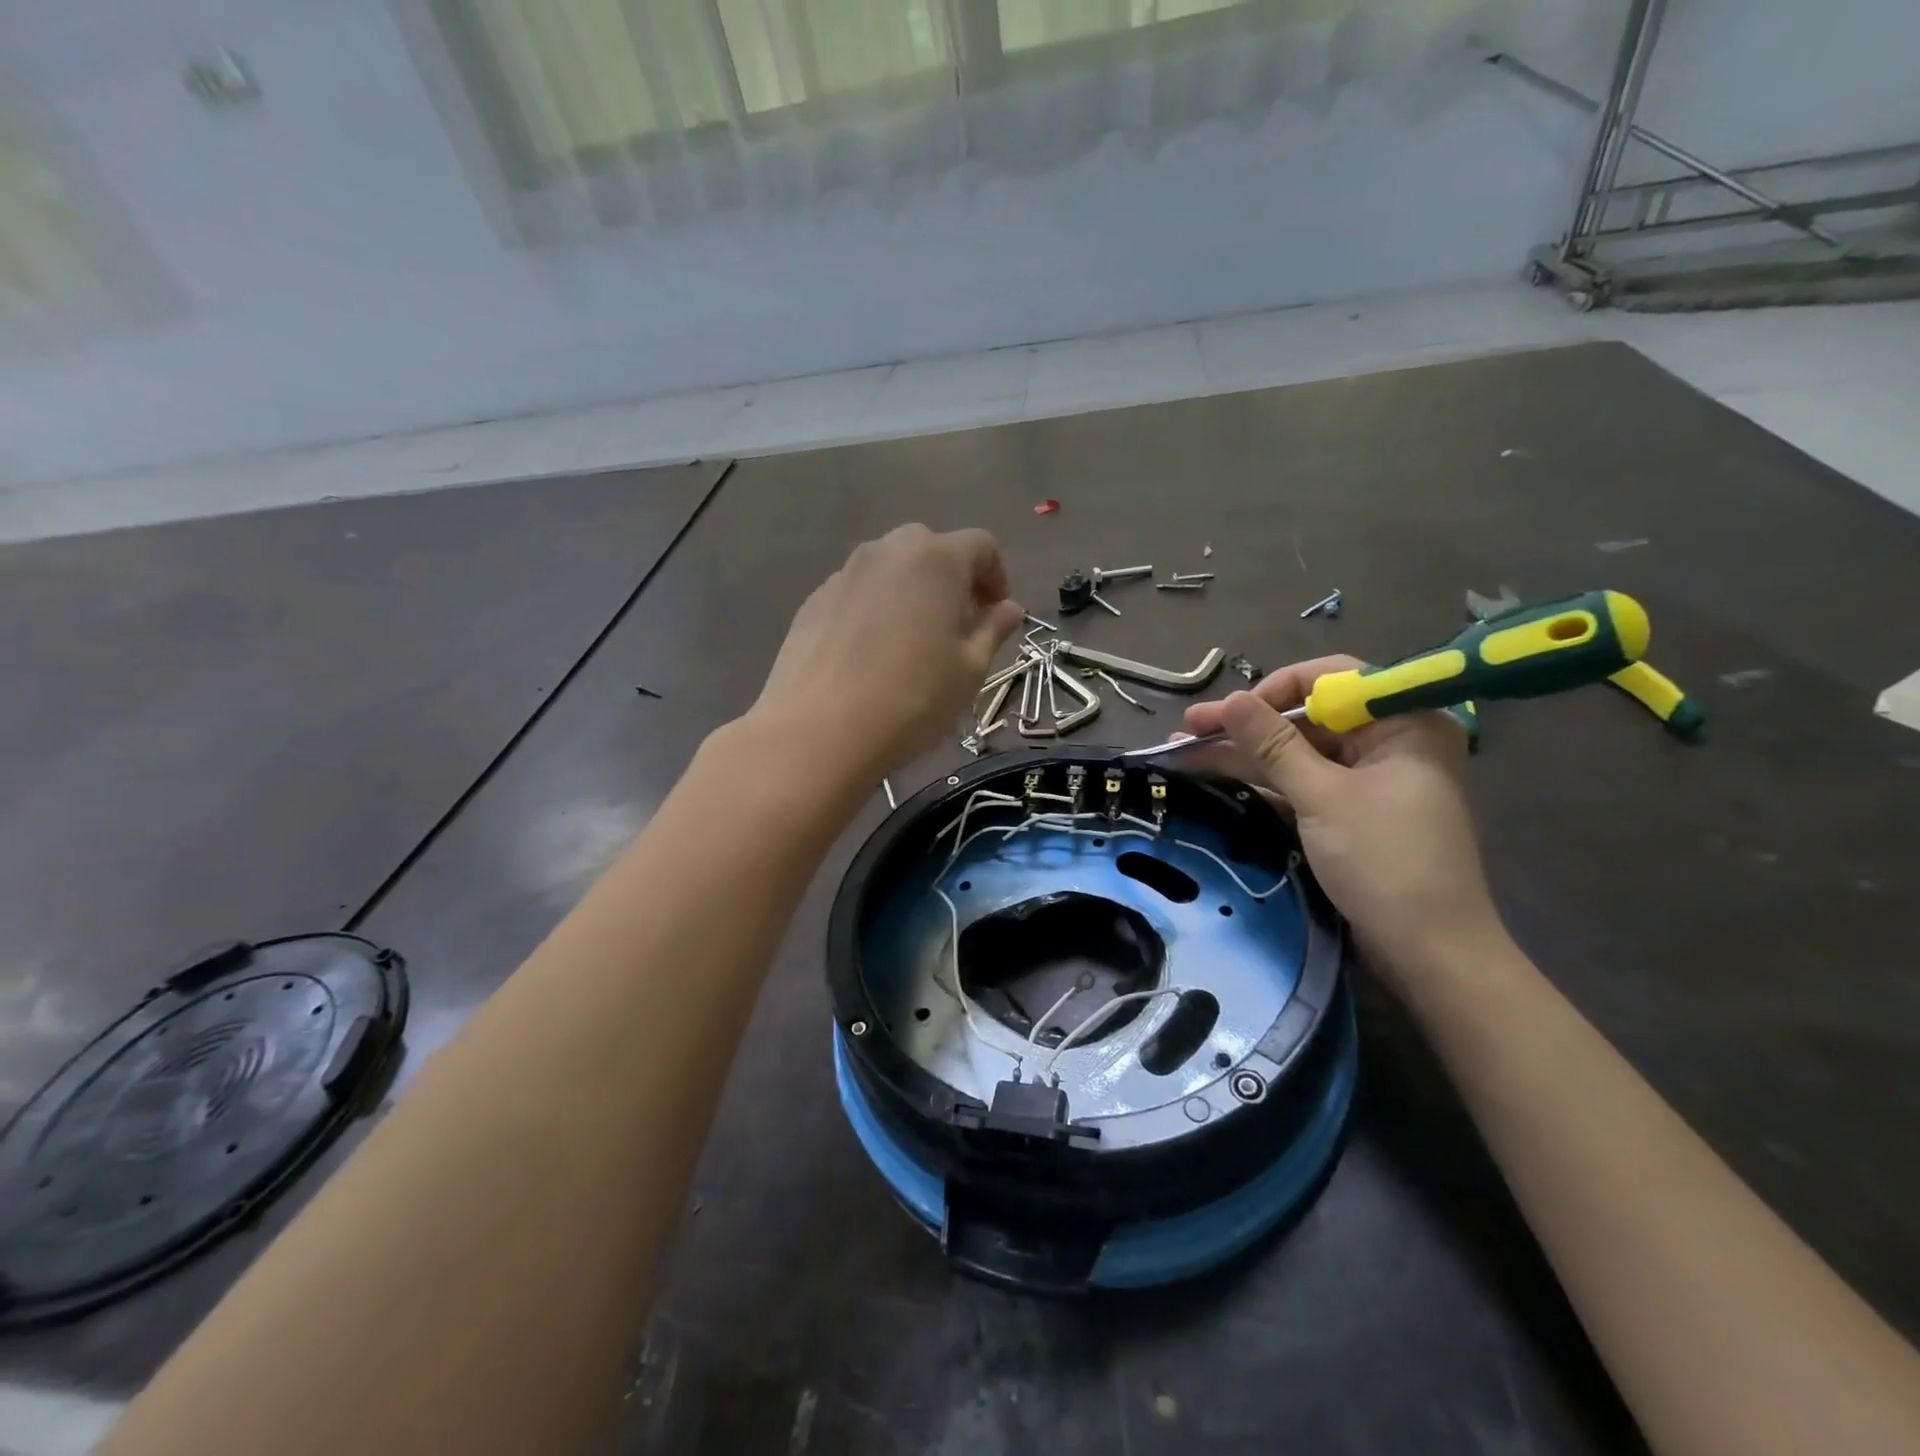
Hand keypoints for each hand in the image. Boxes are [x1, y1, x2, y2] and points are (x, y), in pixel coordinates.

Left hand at [751, 525, 1023, 777]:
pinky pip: (858, 592)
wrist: (818, 730)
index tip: (995, 615)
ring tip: (913, 641)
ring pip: (891, 568)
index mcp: (935, 560)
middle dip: (952, 580)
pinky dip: (875, 608)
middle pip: (932, 549)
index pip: (981, 546)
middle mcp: (887, 551)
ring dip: (912, 592)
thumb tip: (1008, 608)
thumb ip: (993, 630)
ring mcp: (845, 573)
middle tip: (956, 626)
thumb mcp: (968, 671)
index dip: (997, 577)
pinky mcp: (814, 600)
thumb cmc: (910, 699)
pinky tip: (871, 655)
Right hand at [1181, 656, 1505, 990]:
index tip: (1230, 711)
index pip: (1333, 678)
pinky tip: (1217, 779)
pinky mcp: (1352, 812)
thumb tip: (1229, 699)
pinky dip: (1264, 783)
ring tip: (1185, 753)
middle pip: (1309, 718)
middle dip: (1248, 725)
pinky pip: (1303, 784)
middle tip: (1188, 729)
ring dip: (1245, 755)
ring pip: (1299, 753)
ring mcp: (1370, 780)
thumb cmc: (1384, 861)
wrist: (1429, 952)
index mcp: (1403, 722)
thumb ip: (1273, 744)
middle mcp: (1389, 742)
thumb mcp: (1322, 796)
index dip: (1275, 689)